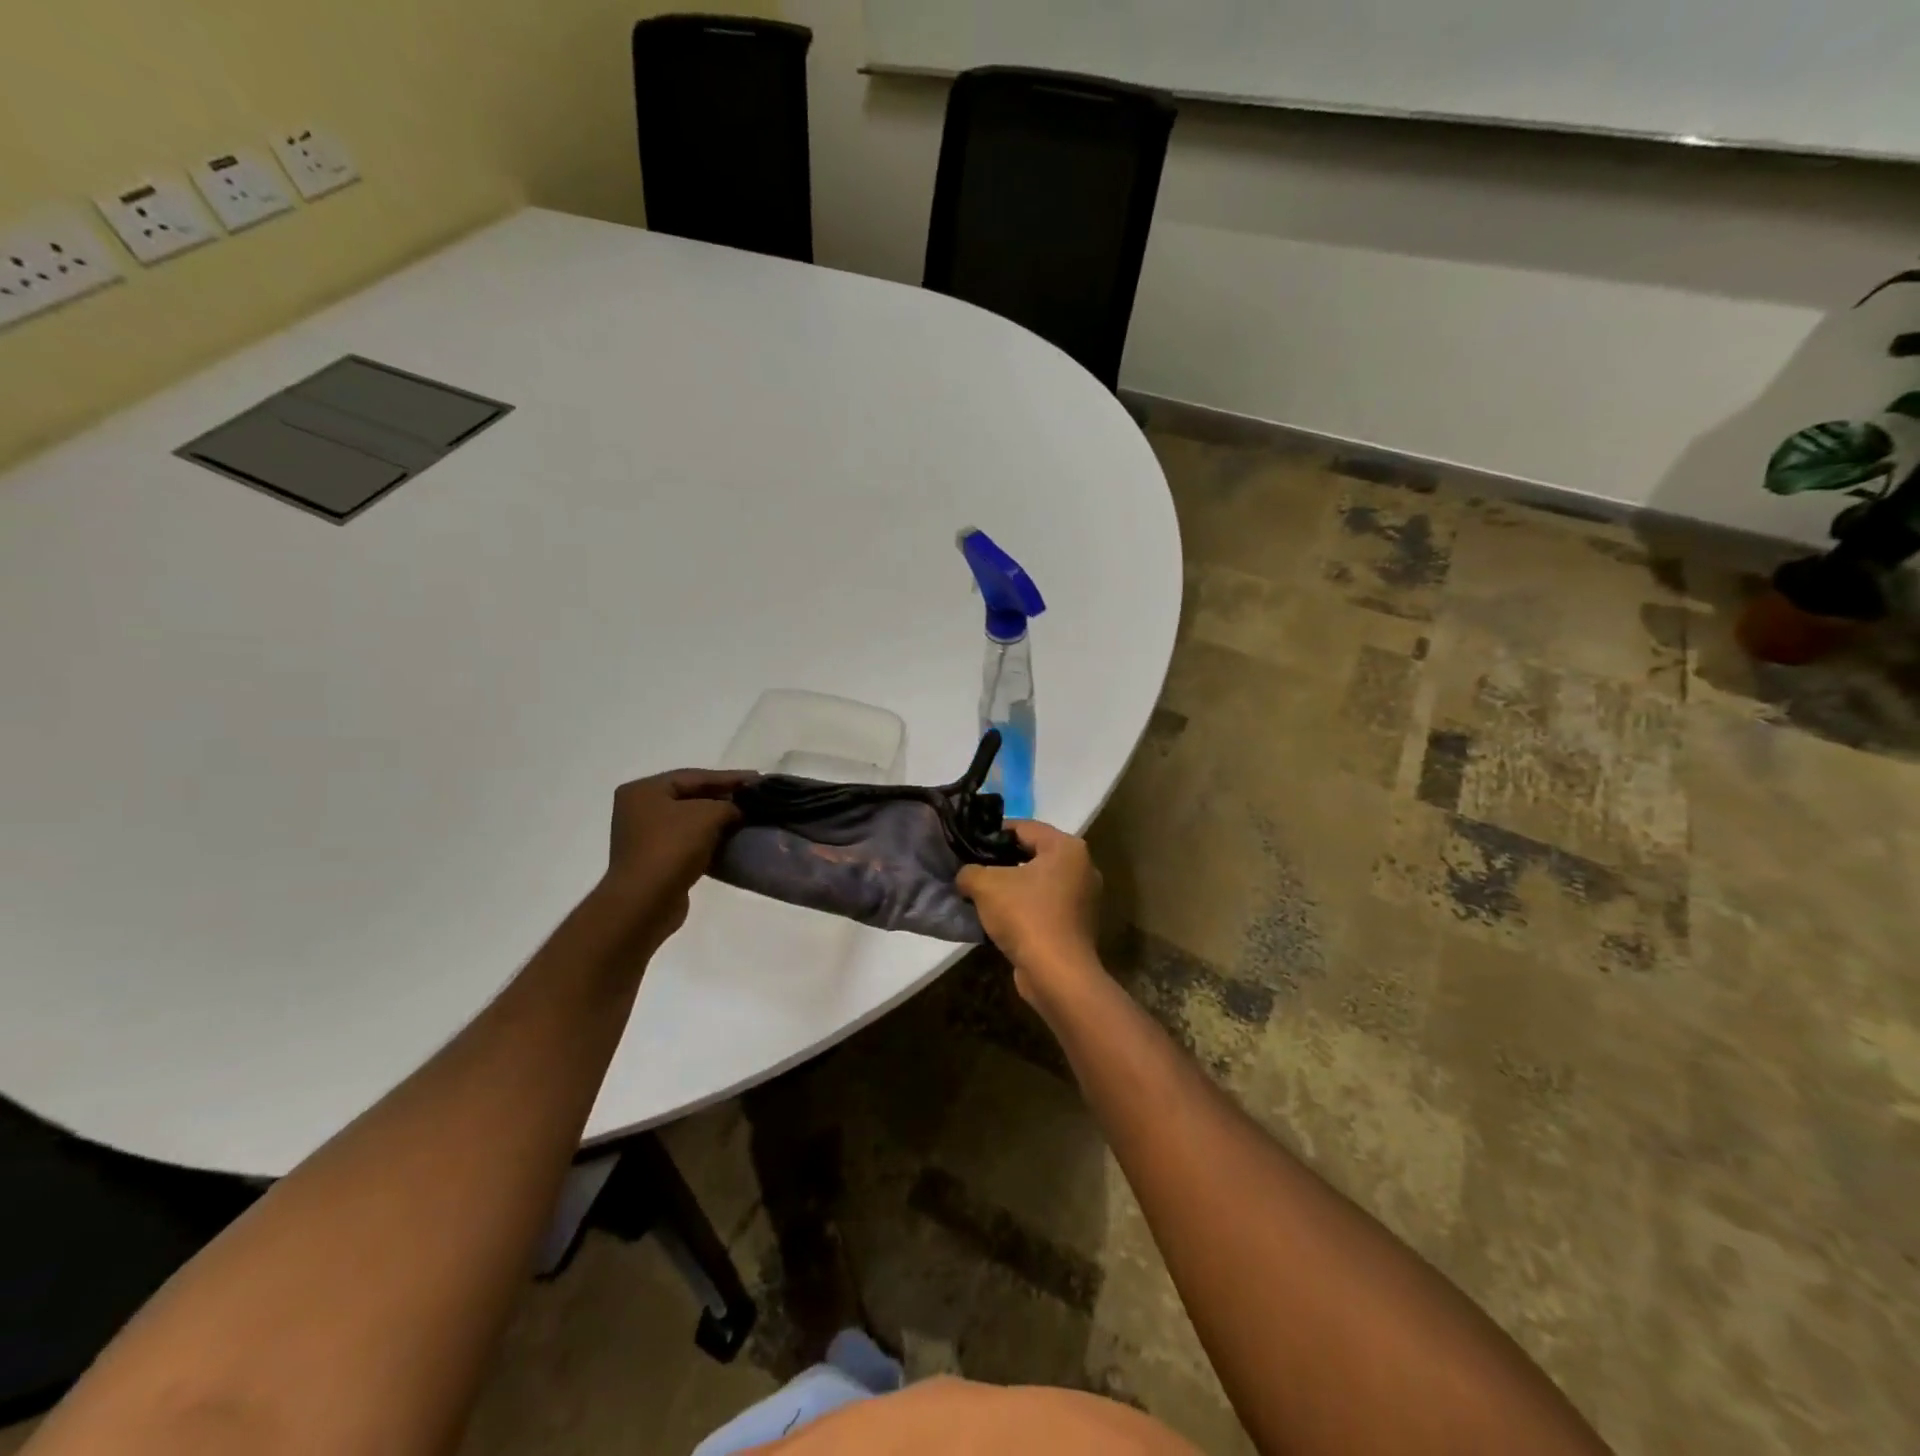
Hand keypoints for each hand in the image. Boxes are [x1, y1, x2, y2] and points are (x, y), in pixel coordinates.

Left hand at [603, 769, 754, 943]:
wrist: (646, 902)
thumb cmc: (672, 848)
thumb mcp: (707, 815)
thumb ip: (728, 805)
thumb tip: (738, 810)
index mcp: (644, 790)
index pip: (694, 776)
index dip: (729, 777)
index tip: (758, 779)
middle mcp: (639, 809)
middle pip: (690, 796)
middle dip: (723, 797)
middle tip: (754, 797)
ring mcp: (644, 836)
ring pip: (689, 820)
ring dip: (717, 819)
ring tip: (746, 817)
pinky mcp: (655, 860)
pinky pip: (687, 841)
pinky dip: (708, 838)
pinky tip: (731, 839)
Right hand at [957, 822, 1105, 1010]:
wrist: (1057, 974)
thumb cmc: (1026, 916)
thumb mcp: (986, 885)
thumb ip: (970, 871)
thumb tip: (966, 876)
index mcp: (1067, 847)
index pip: (1024, 827)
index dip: (993, 833)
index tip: (969, 843)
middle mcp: (1082, 867)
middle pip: (1033, 853)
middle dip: (1002, 860)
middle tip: (973, 868)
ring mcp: (1083, 898)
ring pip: (1039, 882)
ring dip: (1012, 886)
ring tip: (981, 894)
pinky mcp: (1078, 924)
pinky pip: (1045, 905)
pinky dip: (1024, 907)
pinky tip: (999, 917)